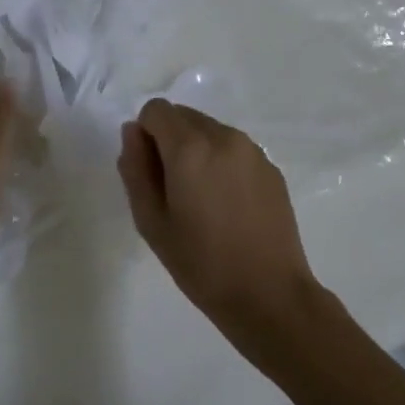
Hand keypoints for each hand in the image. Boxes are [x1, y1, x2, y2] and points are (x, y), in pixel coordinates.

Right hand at [118, 99, 321, 336]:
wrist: (269, 295)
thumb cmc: (201, 263)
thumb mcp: (151, 221)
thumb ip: (135, 168)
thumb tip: (132, 132)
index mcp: (189, 148)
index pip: (155, 110)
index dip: (145, 136)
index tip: (150, 174)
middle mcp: (223, 137)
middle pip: (183, 116)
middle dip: (169, 140)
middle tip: (172, 190)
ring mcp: (252, 151)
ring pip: (209, 130)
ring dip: (196, 150)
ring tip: (202, 200)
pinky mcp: (271, 168)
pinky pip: (234, 149)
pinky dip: (221, 162)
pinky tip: (227, 205)